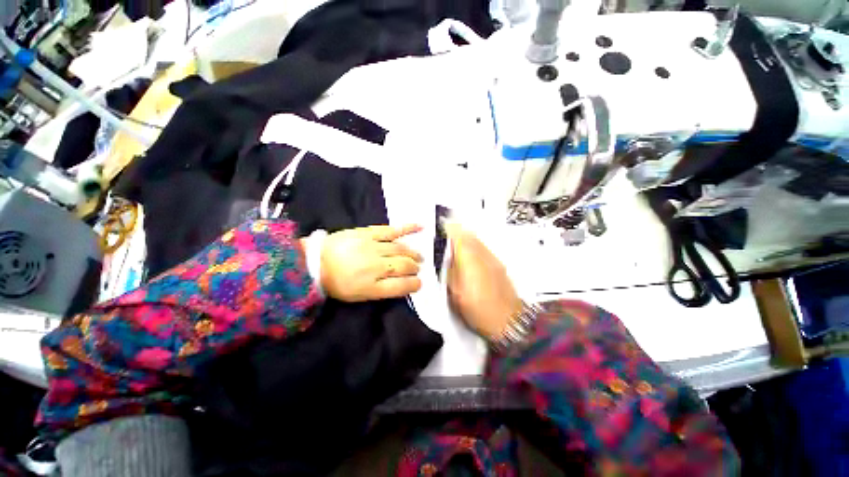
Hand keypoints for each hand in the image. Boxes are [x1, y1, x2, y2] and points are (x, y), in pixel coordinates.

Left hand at [320, 225, 423, 301]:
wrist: (314, 262)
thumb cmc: (337, 283)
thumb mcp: (359, 296)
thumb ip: (383, 291)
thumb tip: (404, 283)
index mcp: (372, 286)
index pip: (401, 286)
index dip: (414, 284)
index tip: (419, 283)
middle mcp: (376, 266)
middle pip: (403, 266)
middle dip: (414, 267)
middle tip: (417, 268)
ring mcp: (373, 247)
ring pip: (401, 250)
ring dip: (413, 253)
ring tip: (419, 256)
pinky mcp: (369, 233)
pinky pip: (392, 230)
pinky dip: (408, 228)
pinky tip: (421, 227)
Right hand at [444, 222, 522, 340]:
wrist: (509, 321)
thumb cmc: (480, 310)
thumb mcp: (456, 293)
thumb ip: (450, 272)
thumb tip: (445, 258)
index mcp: (470, 260)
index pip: (458, 235)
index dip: (449, 229)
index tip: (441, 227)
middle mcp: (483, 255)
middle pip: (469, 234)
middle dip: (457, 231)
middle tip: (446, 234)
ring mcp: (493, 259)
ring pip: (477, 240)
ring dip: (466, 238)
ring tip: (456, 245)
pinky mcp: (499, 265)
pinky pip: (483, 248)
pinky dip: (474, 246)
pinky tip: (469, 257)